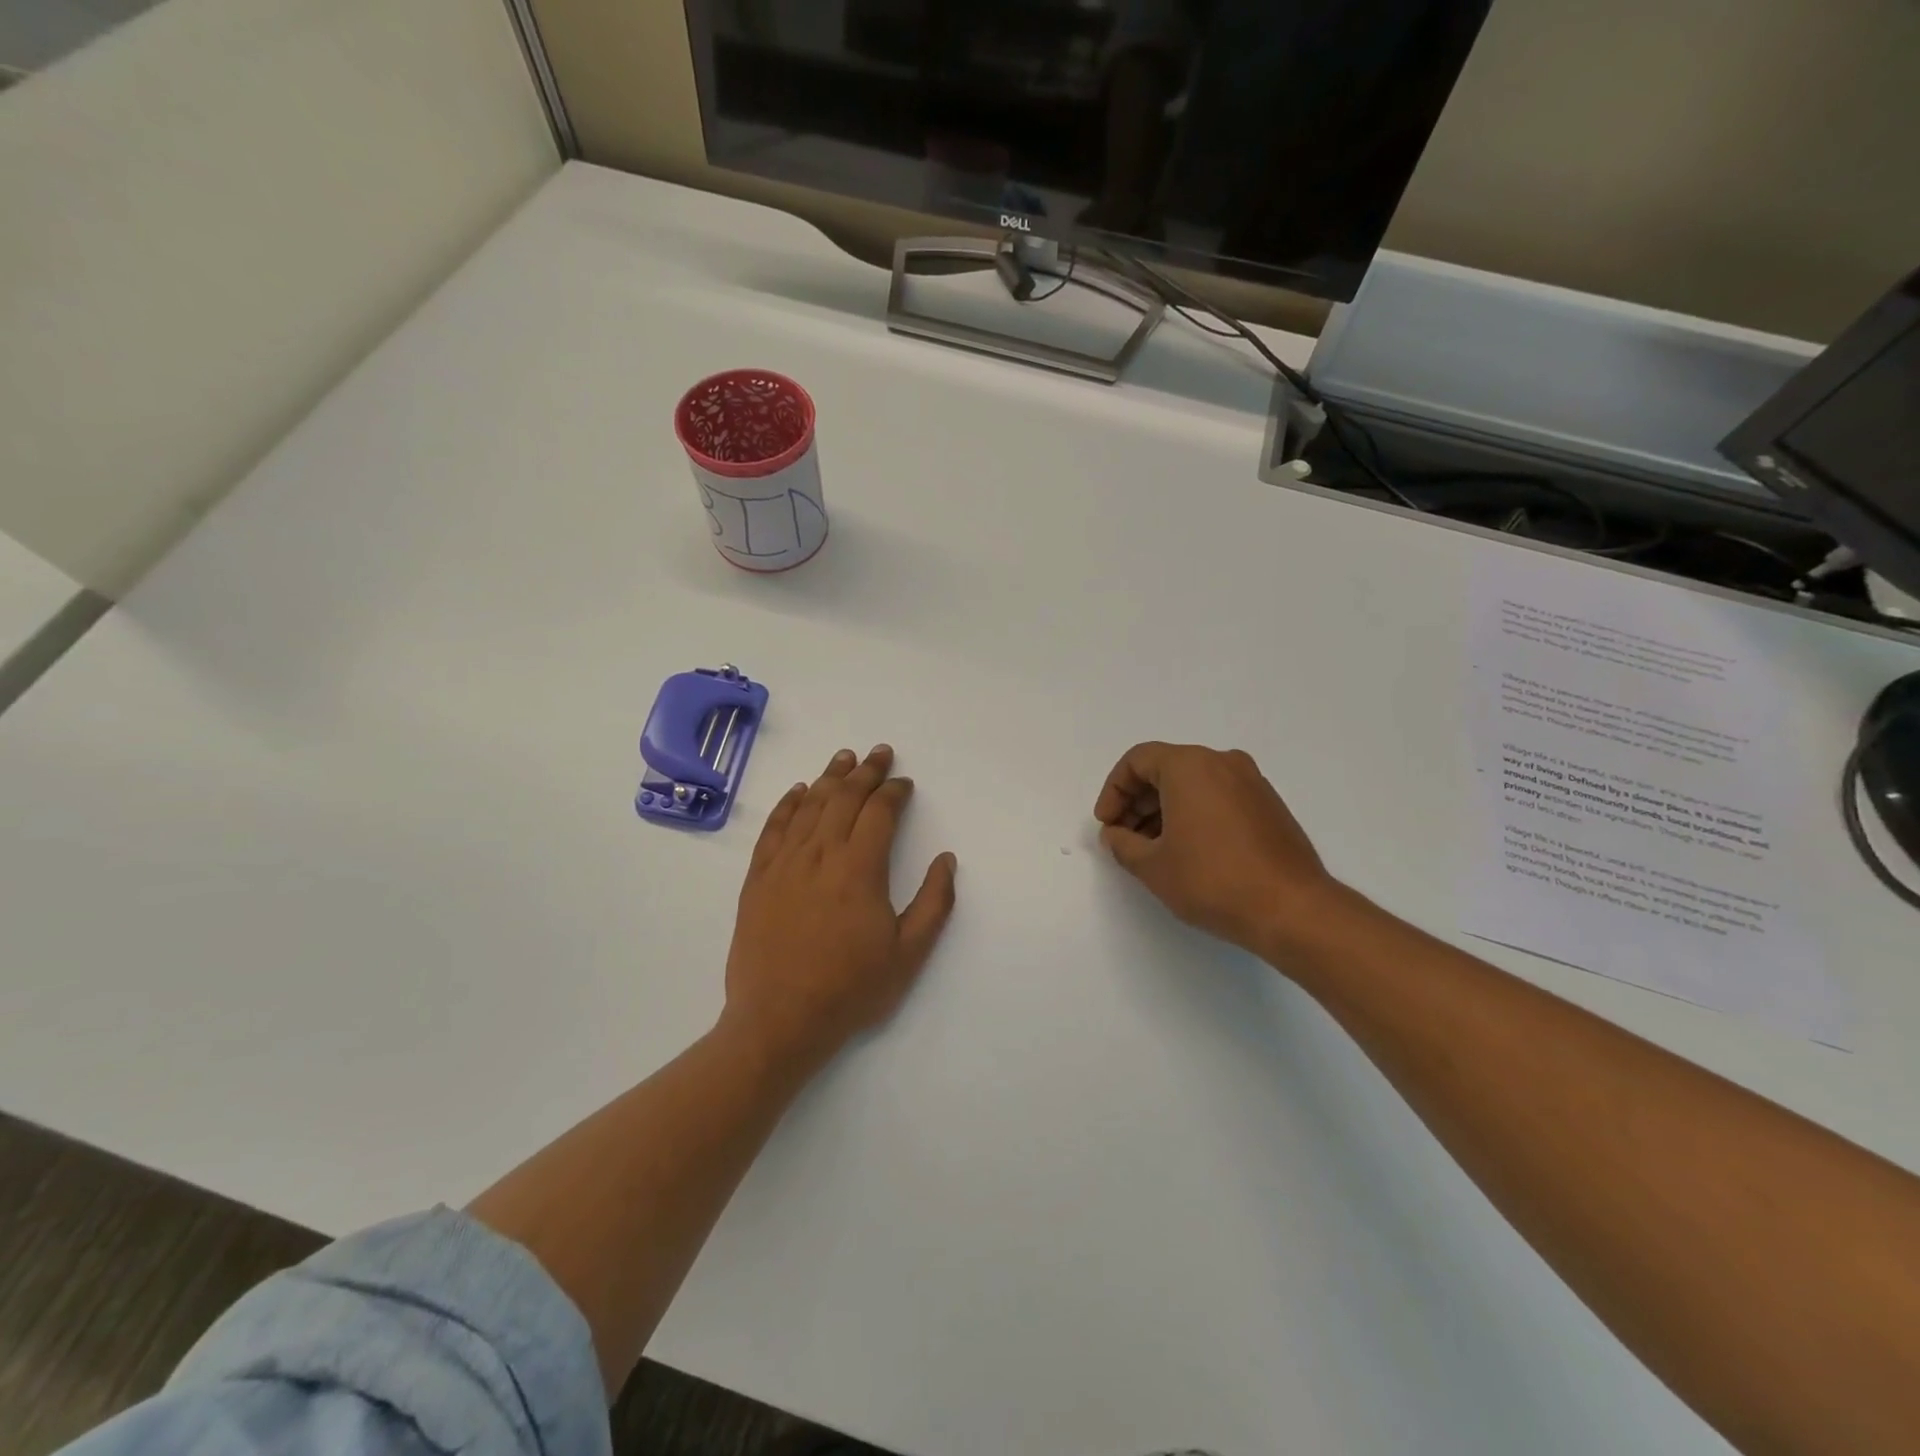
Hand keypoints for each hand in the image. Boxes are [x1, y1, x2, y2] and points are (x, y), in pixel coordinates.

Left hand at [724, 745, 957, 1068]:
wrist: (779, 1020)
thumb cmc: (850, 989)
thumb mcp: (908, 954)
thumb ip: (934, 903)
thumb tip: (946, 859)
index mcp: (859, 869)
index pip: (879, 813)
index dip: (894, 792)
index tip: (905, 784)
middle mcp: (820, 855)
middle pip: (844, 798)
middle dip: (866, 772)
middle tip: (880, 753)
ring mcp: (784, 864)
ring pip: (809, 806)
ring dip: (829, 777)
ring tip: (844, 757)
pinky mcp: (758, 878)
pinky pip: (774, 828)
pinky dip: (788, 804)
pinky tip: (799, 791)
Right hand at [1093, 742, 1336, 957]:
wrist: (1292, 909)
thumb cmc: (1213, 880)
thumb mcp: (1152, 866)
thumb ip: (1123, 844)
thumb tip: (1115, 834)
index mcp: (1190, 766)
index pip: (1137, 761)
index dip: (1113, 791)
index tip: (1107, 824)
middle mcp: (1222, 763)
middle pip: (1165, 768)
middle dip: (1137, 801)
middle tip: (1124, 837)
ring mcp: (1251, 783)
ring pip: (1193, 783)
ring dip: (1164, 809)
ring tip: (1152, 849)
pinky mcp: (1268, 805)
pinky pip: (1218, 796)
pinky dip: (1194, 813)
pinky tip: (1187, 851)